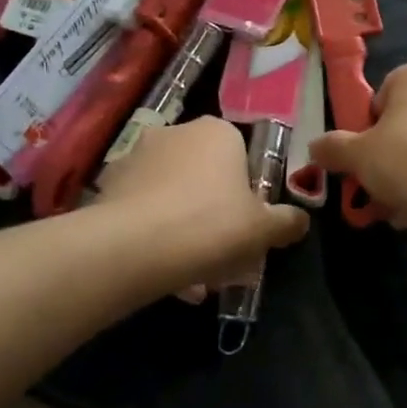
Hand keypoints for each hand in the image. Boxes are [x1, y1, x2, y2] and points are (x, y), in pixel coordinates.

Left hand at [93, 117, 307, 298]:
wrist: (133, 248)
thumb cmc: (212, 225)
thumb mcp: (264, 229)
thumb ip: (287, 221)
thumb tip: (300, 220)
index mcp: (216, 132)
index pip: (240, 154)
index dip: (247, 192)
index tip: (248, 224)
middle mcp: (174, 133)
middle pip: (203, 175)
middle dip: (213, 212)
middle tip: (223, 253)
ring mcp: (135, 158)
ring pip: (171, 196)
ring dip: (183, 229)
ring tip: (192, 276)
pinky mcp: (106, 187)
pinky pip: (141, 212)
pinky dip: (154, 237)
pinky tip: (163, 274)